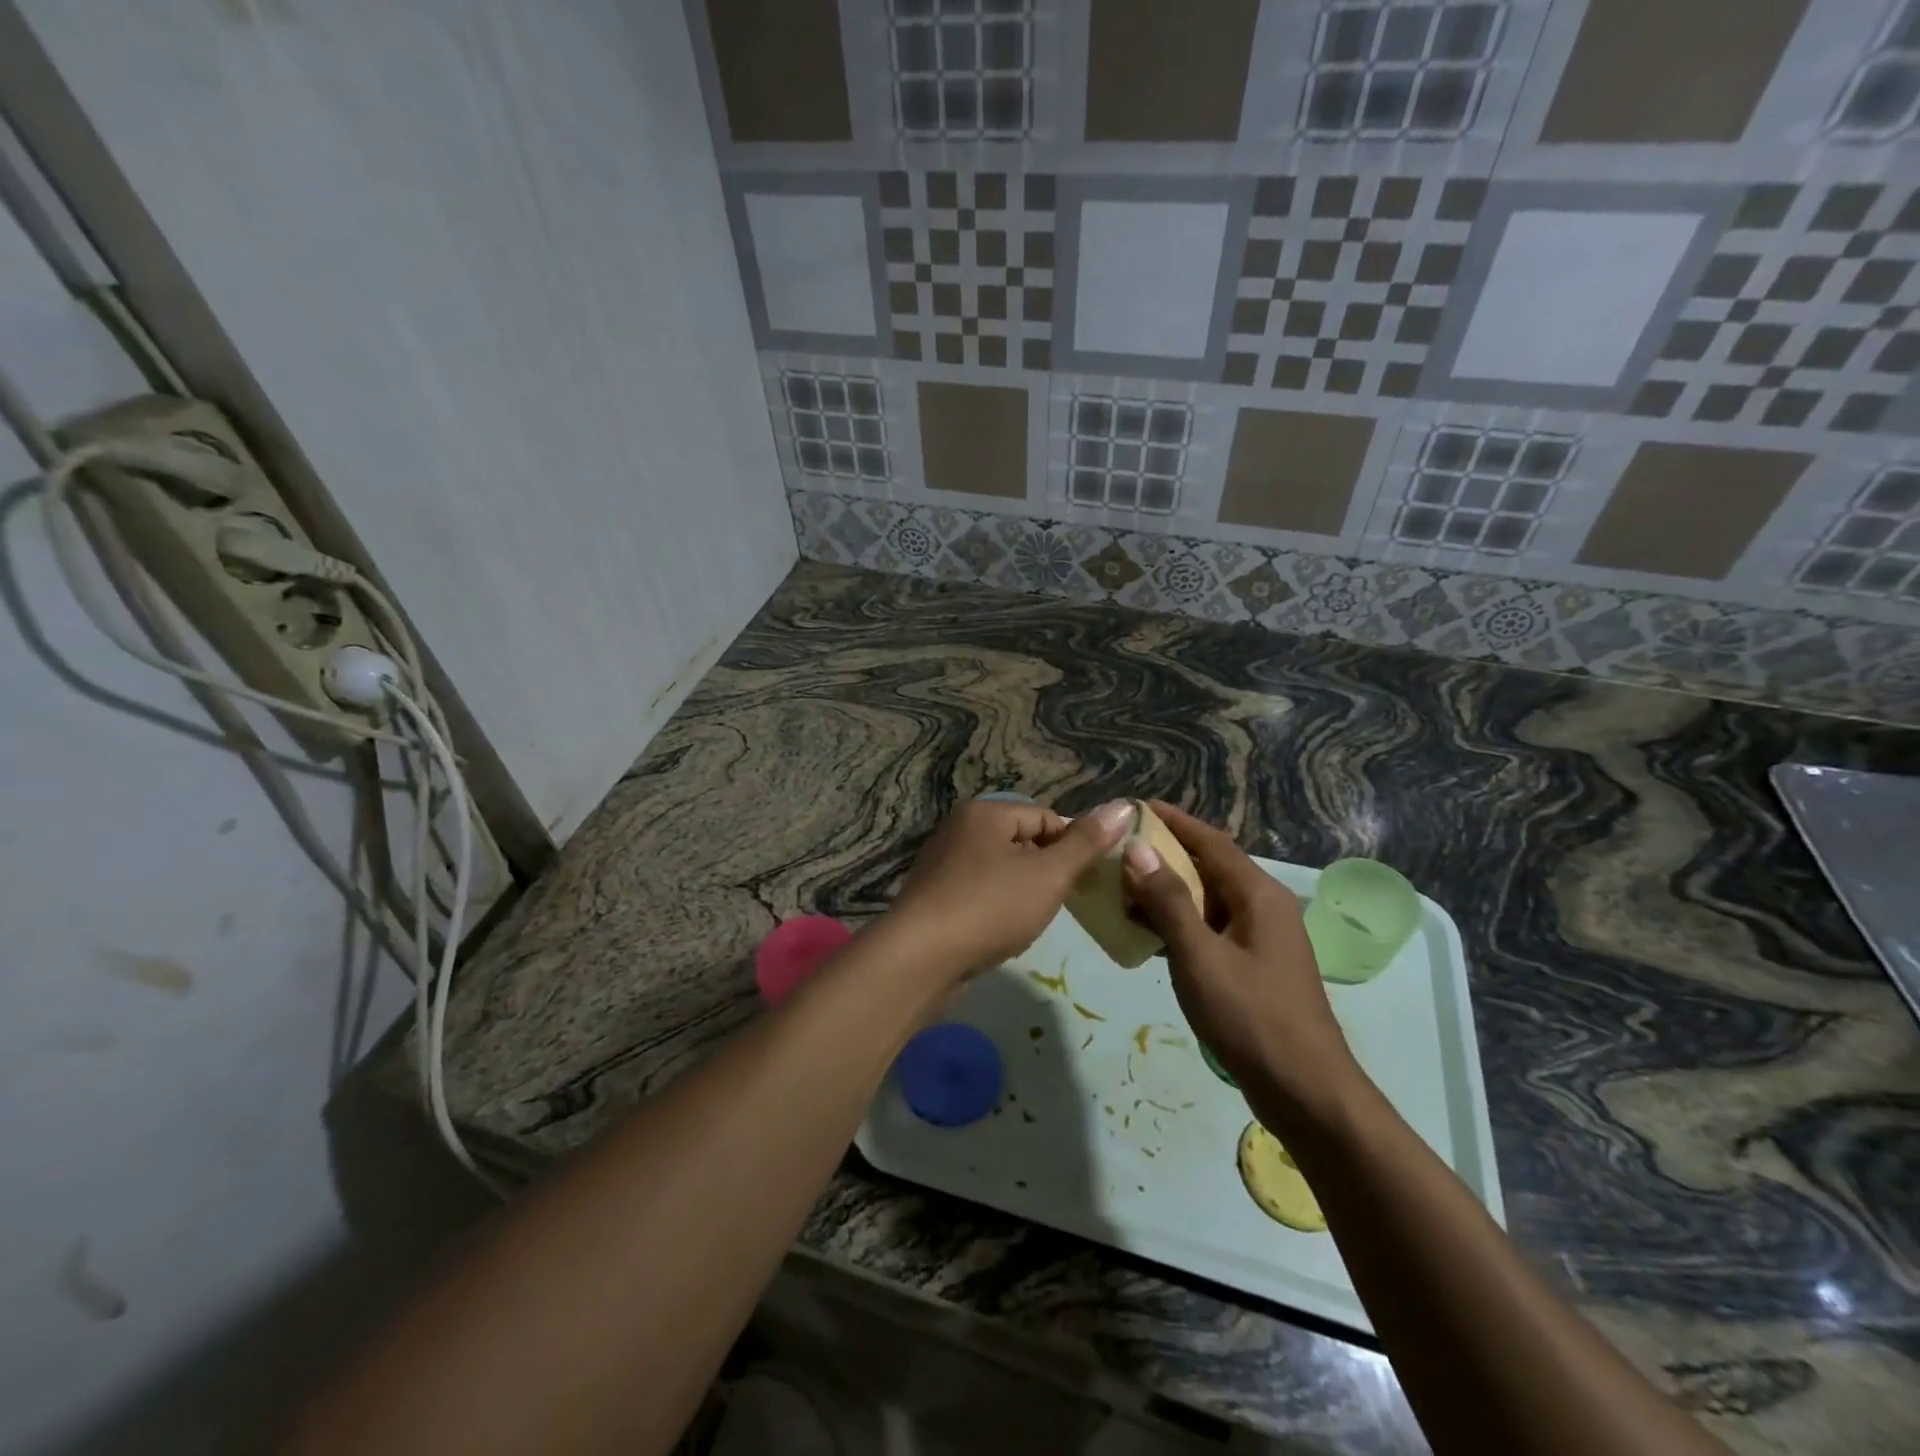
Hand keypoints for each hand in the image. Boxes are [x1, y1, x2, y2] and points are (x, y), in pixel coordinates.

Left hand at [889, 798, 1135, 982]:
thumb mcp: (1049, 874)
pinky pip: (978, 894)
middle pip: (1022, 843)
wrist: (920, 958)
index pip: (1046, 818)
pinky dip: (995, 910)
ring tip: (1029, 922)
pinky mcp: (933, 897)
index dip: (1072, 848)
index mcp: (985, 812)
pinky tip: (1000, 934)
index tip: (1085, 883)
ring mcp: (941, 863)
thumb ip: (1086, 843)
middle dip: (1046, 873)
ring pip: (1001, 872)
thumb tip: (1124, 806)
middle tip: (1059, 904)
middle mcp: (959, 829)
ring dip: (1022, 894)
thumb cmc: (990, 907)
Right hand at [1123, 802, 1366, 1131]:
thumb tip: (1137, 849)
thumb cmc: (1252, 1017)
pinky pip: (1211, 928)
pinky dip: (1180, 923)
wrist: (1306, 1091)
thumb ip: (1168, 902)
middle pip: (1209, 866)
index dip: (1173, 821)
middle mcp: (1264, 907)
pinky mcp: (1254, 966)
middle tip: (1117, 851)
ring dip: (1168, 892)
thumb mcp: (1200, 957)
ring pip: (1208, 899)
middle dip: (1164, 855)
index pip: (1211, 840)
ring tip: (1122, 890)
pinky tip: (1148, 935)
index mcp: (1258, 894)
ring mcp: (1262, 938)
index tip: (1133, 808)